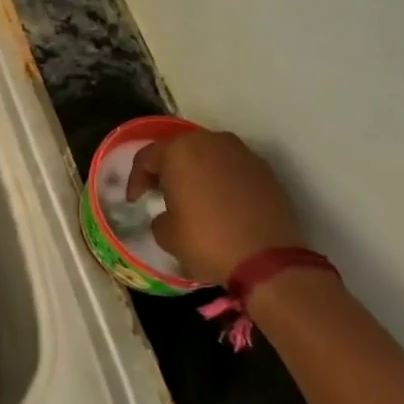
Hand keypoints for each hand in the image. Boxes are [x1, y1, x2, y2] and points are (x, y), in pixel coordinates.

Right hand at [127, 129, 306, 285]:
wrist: (269, 261)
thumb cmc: (207, 242)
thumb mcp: (166, 234)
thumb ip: (160, 216)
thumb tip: (170, 215)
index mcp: (180, 151)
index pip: (147, 157)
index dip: (136, 179)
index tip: (135, 201)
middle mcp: (211, 142)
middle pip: (179, 150)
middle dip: (168, 170)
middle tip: (161, 193)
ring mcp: (242, 153)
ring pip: (209, 156)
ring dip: (197, 172)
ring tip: (193, 198)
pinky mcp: (266, 170)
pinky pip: (233, 169)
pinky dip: (222, 181)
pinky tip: (221, 204)